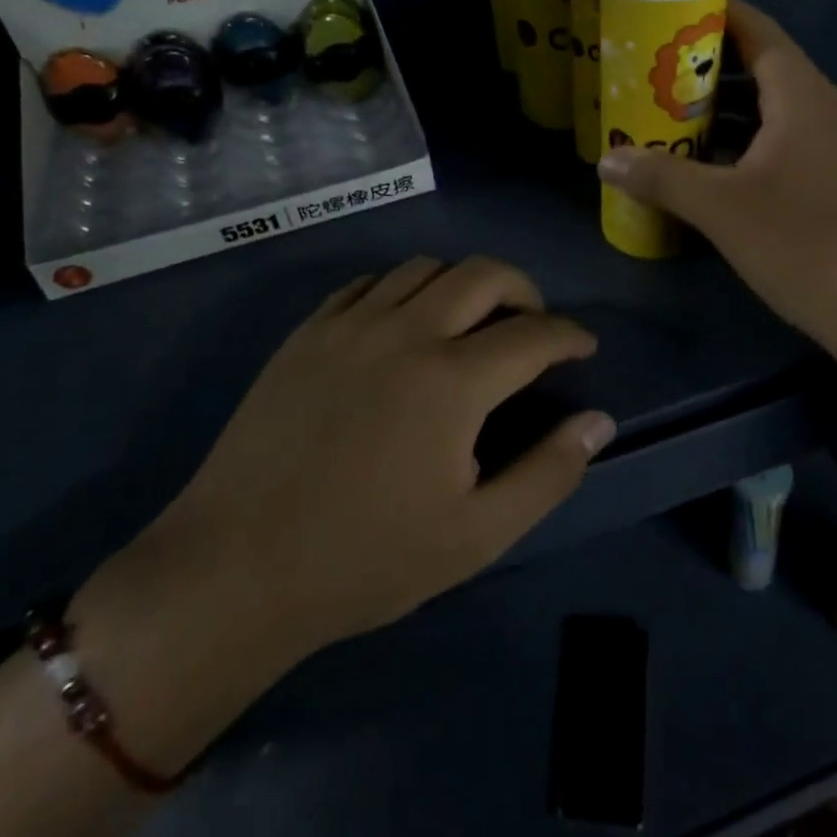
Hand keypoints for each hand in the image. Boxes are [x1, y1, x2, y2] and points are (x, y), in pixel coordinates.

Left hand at [113, 256, 611, 661]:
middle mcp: (405, 332)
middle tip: (534, 323)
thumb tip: (598, 422)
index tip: (584, 346)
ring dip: (463, 283)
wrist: (237, 569)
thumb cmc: (366, 559)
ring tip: (471, 321)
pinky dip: (403, 289)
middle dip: (525, 290)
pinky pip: (369, 283)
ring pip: (425, 268)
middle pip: (483, 274)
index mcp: (452, 380)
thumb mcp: (476, 534)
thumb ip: (548, 473)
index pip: (533, 334)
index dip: (569, 335)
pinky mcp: (308, 332)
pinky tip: (403, 323)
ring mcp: (350, 325)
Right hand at [597, 0, 836, 365]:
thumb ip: (661, 176)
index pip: (758, 32)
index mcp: (802, 97)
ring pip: (772, 110)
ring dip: (724, 108)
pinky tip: (711, 167)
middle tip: (654, 68)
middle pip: (762, 68)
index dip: (717, 13)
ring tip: (670, 114)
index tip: (670, 8)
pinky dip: (745, 141)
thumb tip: (607, 158)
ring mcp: (836, 147)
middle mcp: (824, 109)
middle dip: (708, 66)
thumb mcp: (720, 209)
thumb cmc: (804, 245)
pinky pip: (784, 141)